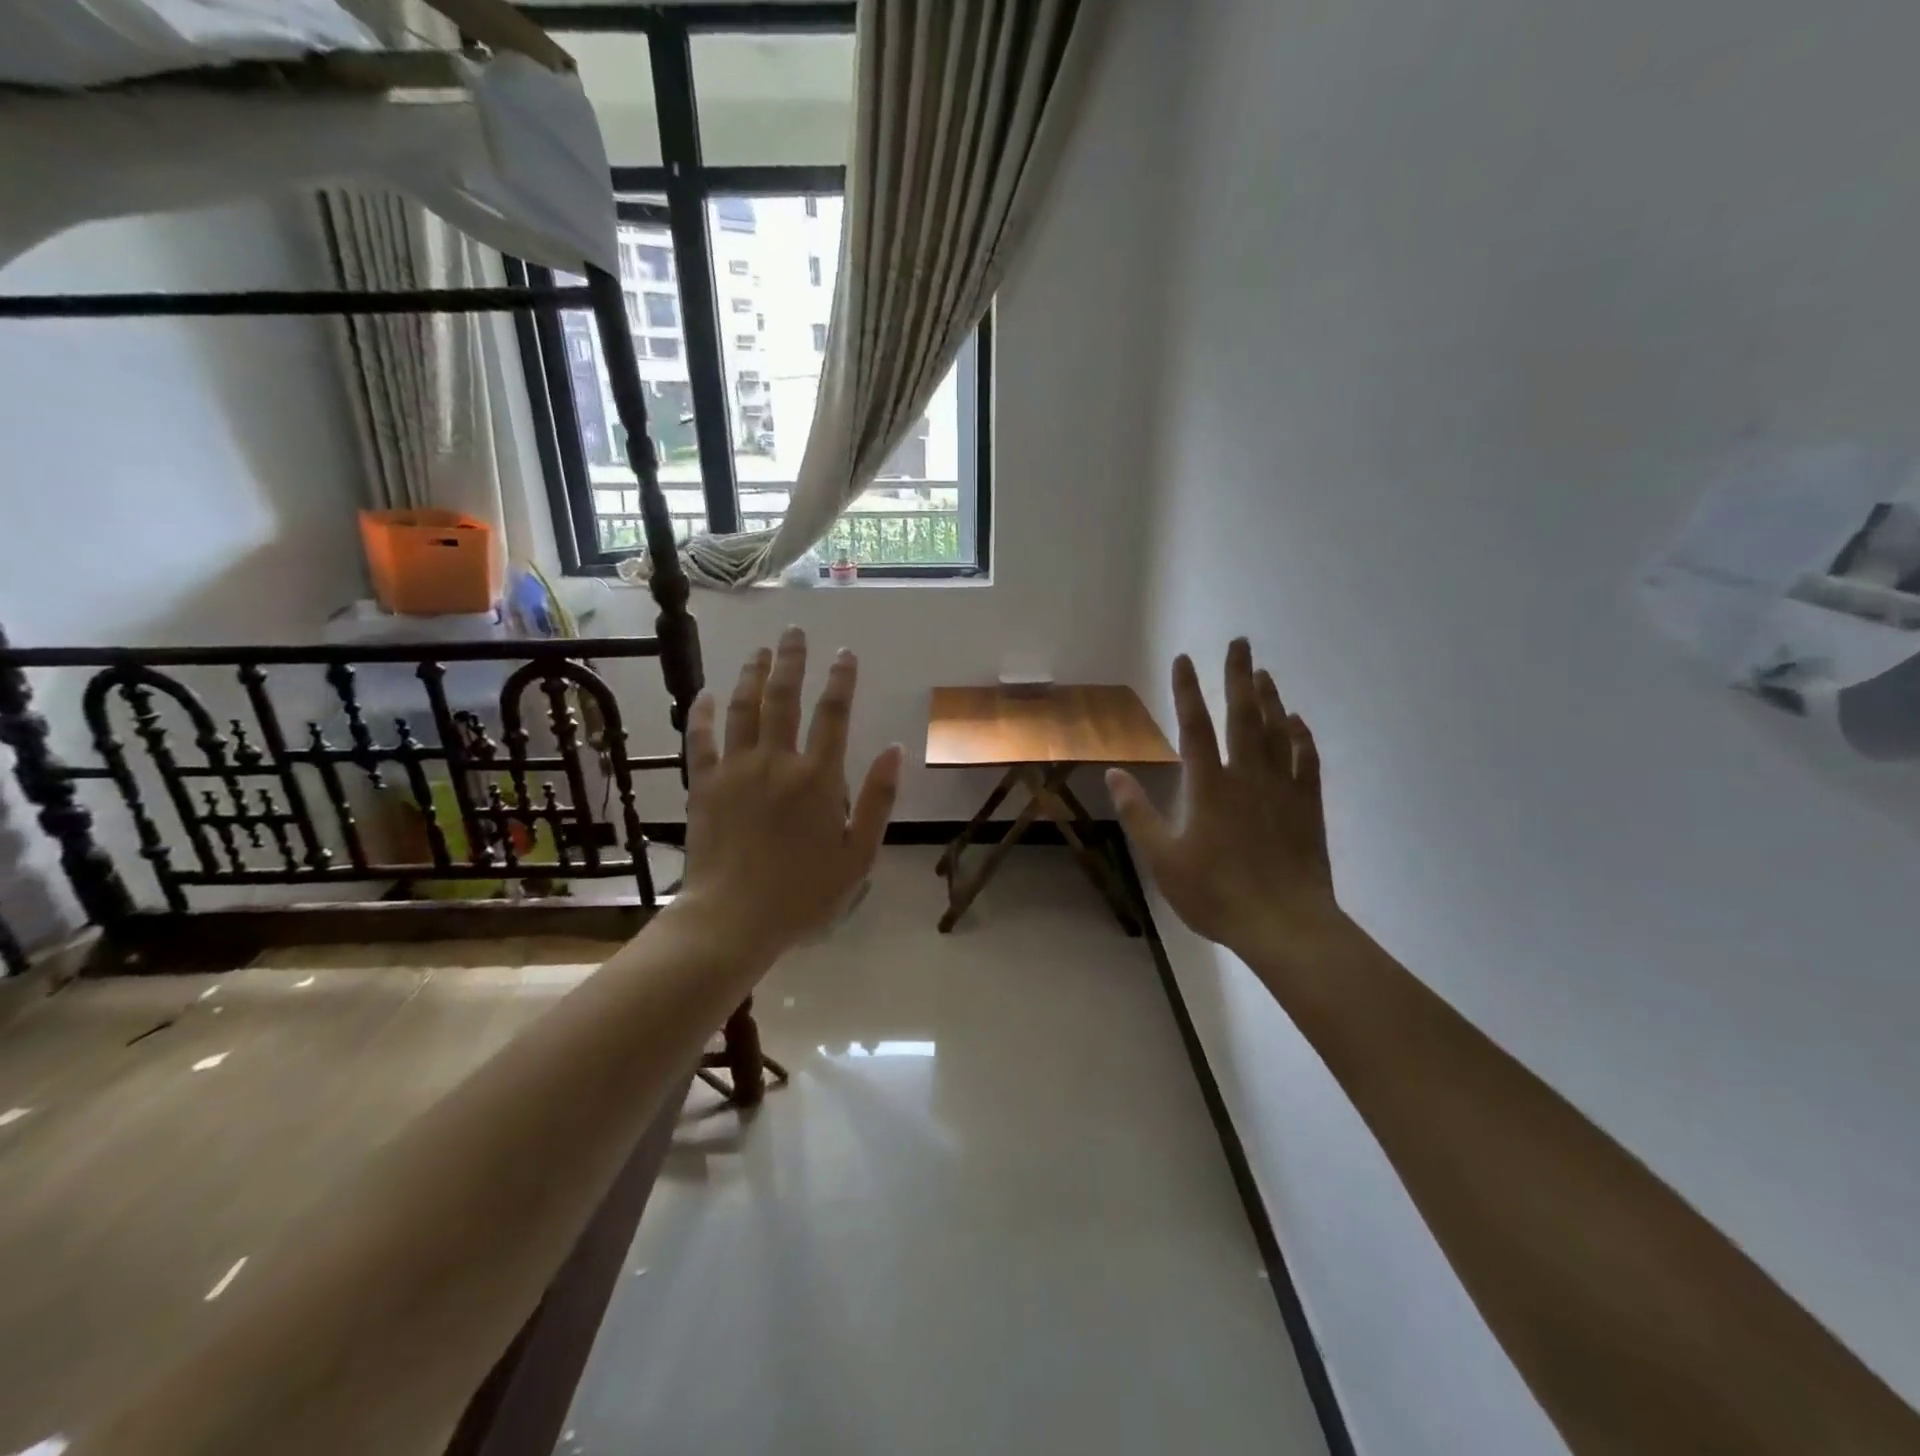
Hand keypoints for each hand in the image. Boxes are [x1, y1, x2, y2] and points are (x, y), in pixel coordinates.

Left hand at [677, 627, 902, 964]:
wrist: (733, 921)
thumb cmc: (804, 894)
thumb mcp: (859, 855)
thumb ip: (878, 799)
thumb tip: (895, 749)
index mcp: (818, 778)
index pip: (833, 715)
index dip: (841, 680)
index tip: (844, 653)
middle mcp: (777, 762)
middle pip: (784, 698)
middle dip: (792, 661)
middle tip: (795, 633)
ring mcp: (736, 770)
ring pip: (743, 709)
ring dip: (752, 675)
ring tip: (760, 650)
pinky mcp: (703, 785)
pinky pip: (701, 739)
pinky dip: (703, 713)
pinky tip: (706, 693)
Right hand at [1108, 639, 1339, 963]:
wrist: (1284, 924)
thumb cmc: (1215, 893)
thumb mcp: (1162, 858)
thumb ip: (1138, 813)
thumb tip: (1115, 773)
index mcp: (1208, 786)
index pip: (1194, 726)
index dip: (1187, 690)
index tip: (1184, 659)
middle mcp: (1246, 776)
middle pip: (1242, 715)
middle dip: (1239, 675)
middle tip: (1241, 642)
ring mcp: (1281, 788)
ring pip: (1277, 731)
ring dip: (1270, 698)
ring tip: (1264, 672)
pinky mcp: (1307, 806)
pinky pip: (1305, 760)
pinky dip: (1301, 736)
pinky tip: (1297, 722)